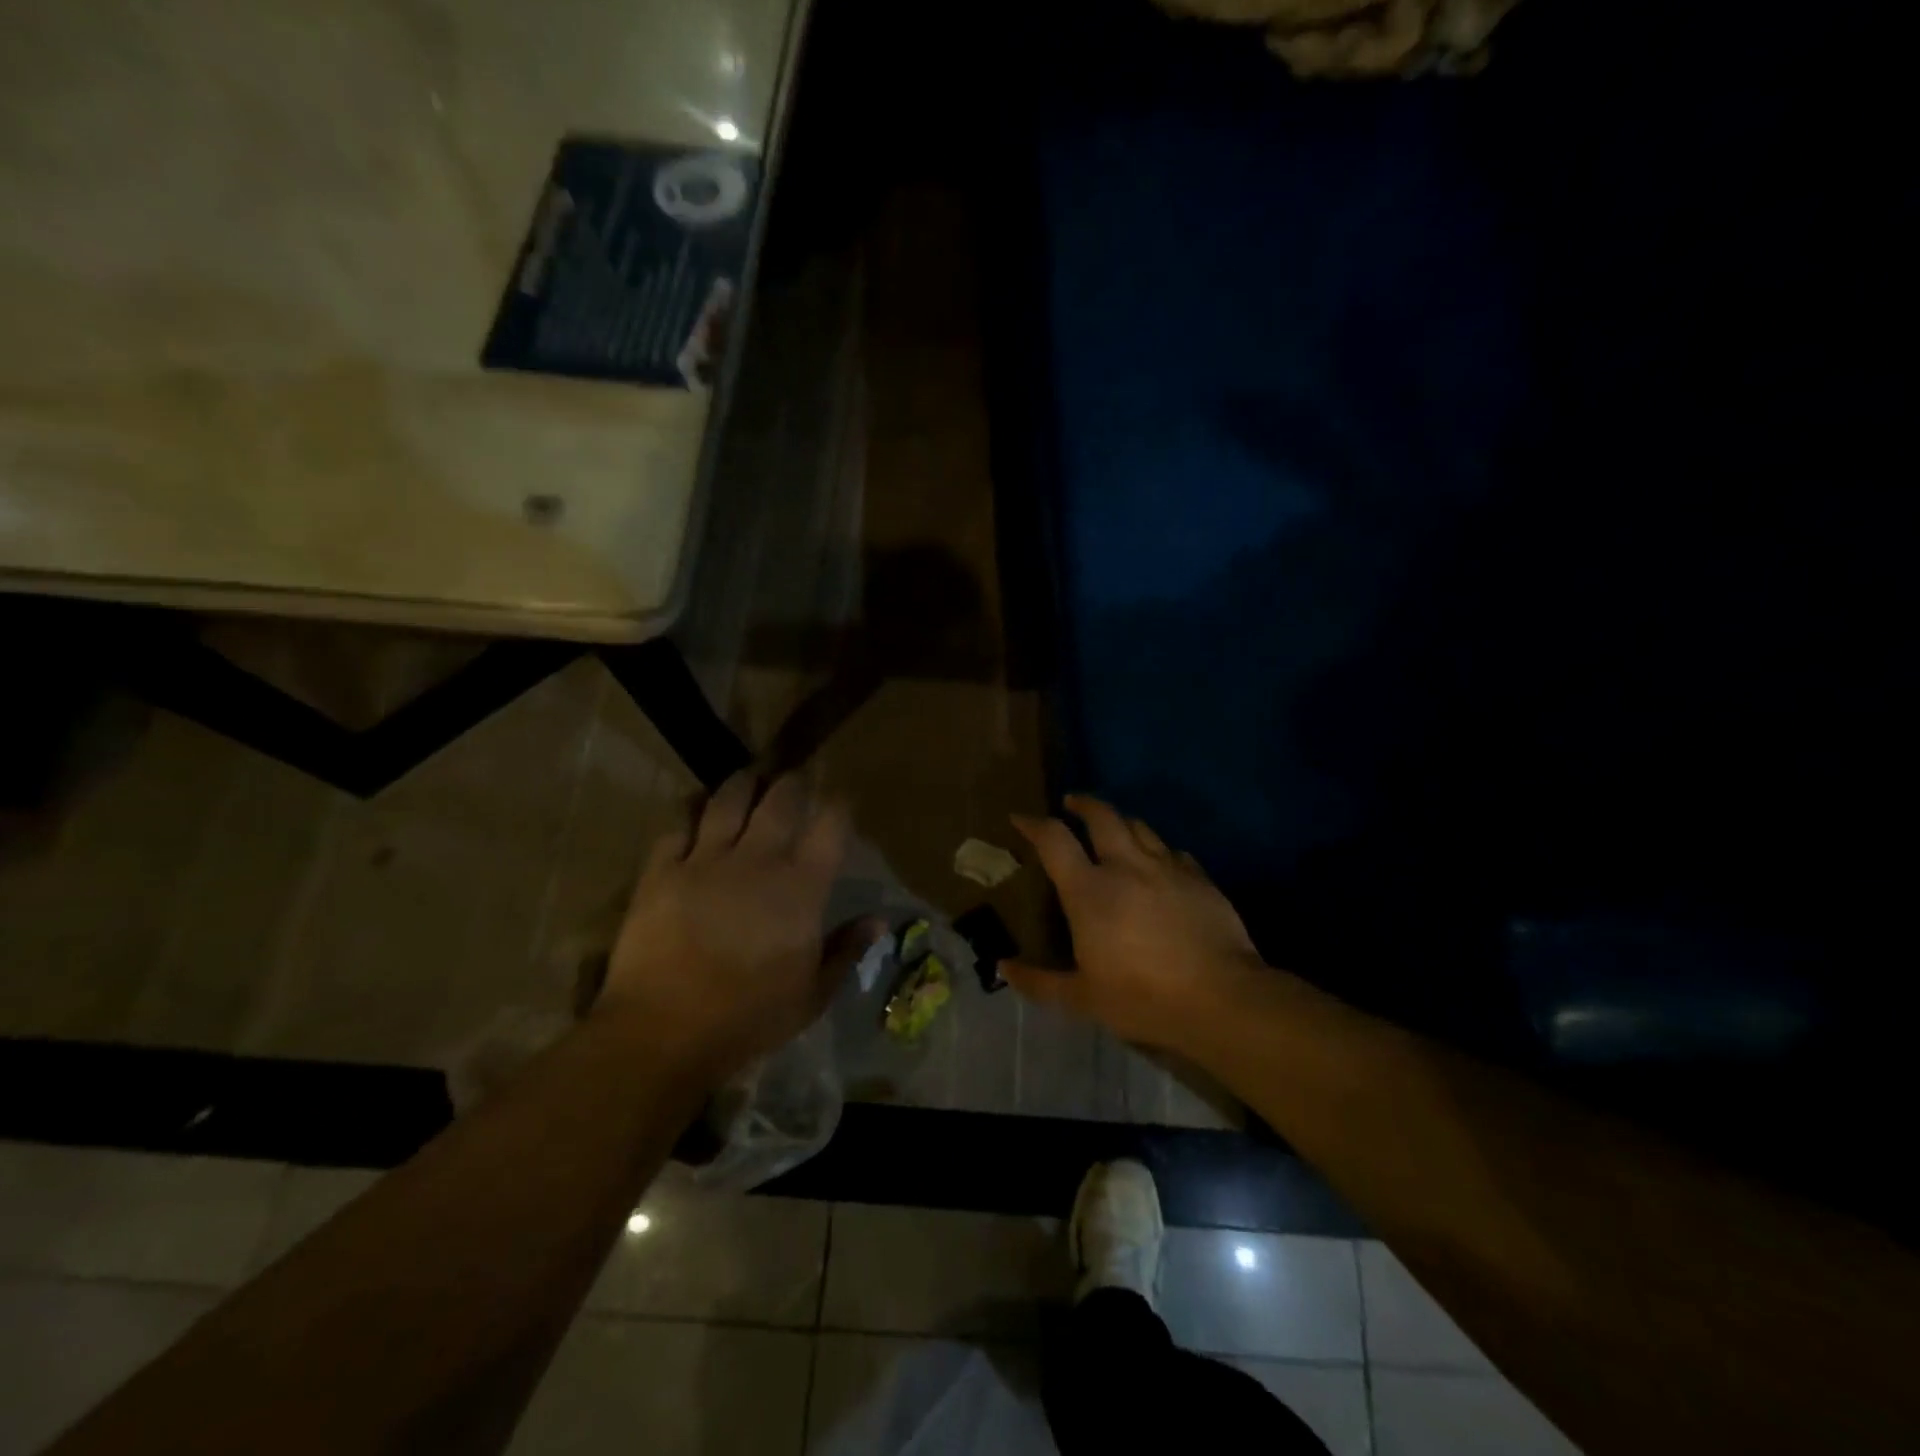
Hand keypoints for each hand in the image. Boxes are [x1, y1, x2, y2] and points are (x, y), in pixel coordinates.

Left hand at [600, 771, 879, 1080]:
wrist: (664, 1030)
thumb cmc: (749, 1017)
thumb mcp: (812, 994)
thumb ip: (846, 951)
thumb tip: (878, 922)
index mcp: (801, 887)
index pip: (830, 826)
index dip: (839, 805)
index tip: (842, 799)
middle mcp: (757, 860)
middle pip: (780, 801)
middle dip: (792, 783)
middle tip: (794, 780)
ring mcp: (705, 861)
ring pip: (727, 802)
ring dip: (742, 785)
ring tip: (749, 780)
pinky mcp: (661, 871)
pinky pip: (677, 826)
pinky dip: (690, 814)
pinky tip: (695, 811)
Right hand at [1001, 795, 1265, 1050]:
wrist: (1222, 998)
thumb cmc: (1143, 997)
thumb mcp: (1083, 998)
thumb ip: (1040, 981)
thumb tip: (1003, 968)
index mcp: (1090, 890)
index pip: (1054, 840)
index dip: (1033, 824)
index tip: (1020, 817)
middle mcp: (1126, 866)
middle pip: (1102, 816)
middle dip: (1083, 803)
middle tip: (1071, 803)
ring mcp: (1167, 868)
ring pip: (1140, 827)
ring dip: (1121, 821)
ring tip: (1114, 827)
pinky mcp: (1200, 878)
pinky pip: (1174, 852)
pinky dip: (1159, 850)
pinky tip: (1160, 864)